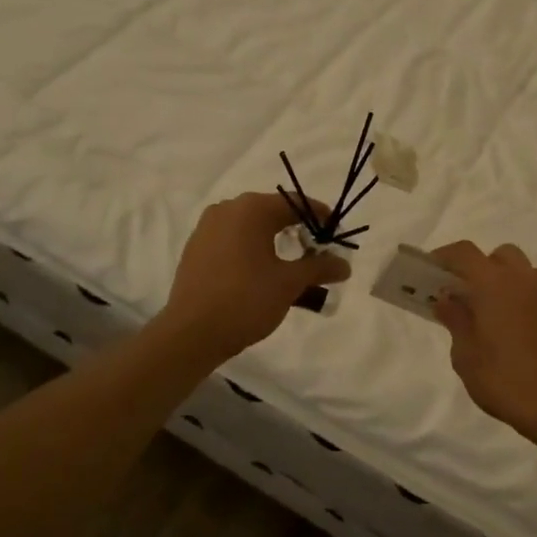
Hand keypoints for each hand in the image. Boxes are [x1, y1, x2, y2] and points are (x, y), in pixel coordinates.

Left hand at [161, 192, 350, 360]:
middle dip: (297, 230)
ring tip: (291, 266)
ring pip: (250, 228)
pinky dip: (251, 251)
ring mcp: (207, 228)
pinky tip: (261, 274)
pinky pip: (232, 240)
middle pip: (272, 212)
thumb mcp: (289, 283)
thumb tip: (345, 264)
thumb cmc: (246, 300)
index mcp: (251, 209)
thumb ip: (319, 268)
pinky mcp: (195, 248)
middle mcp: (227, 209)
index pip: (295, 203)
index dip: (320, 216)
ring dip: (274, 242)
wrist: (191, 333)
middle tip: (317, 252)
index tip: (337, 233)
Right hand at [429, 241, 536, 447]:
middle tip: (469, 296)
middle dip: (482, 267)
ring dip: (509, 285)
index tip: (432, 270)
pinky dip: (530, 307)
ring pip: (527, 275)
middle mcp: (527, 281)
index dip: (445, 256)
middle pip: (501, 255)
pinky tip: (525, 340)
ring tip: (498, 318)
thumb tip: (447, 299)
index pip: (465, 253)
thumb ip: (456, 321)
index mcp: (496, 285)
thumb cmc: (506, 382)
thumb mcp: (466, 357)